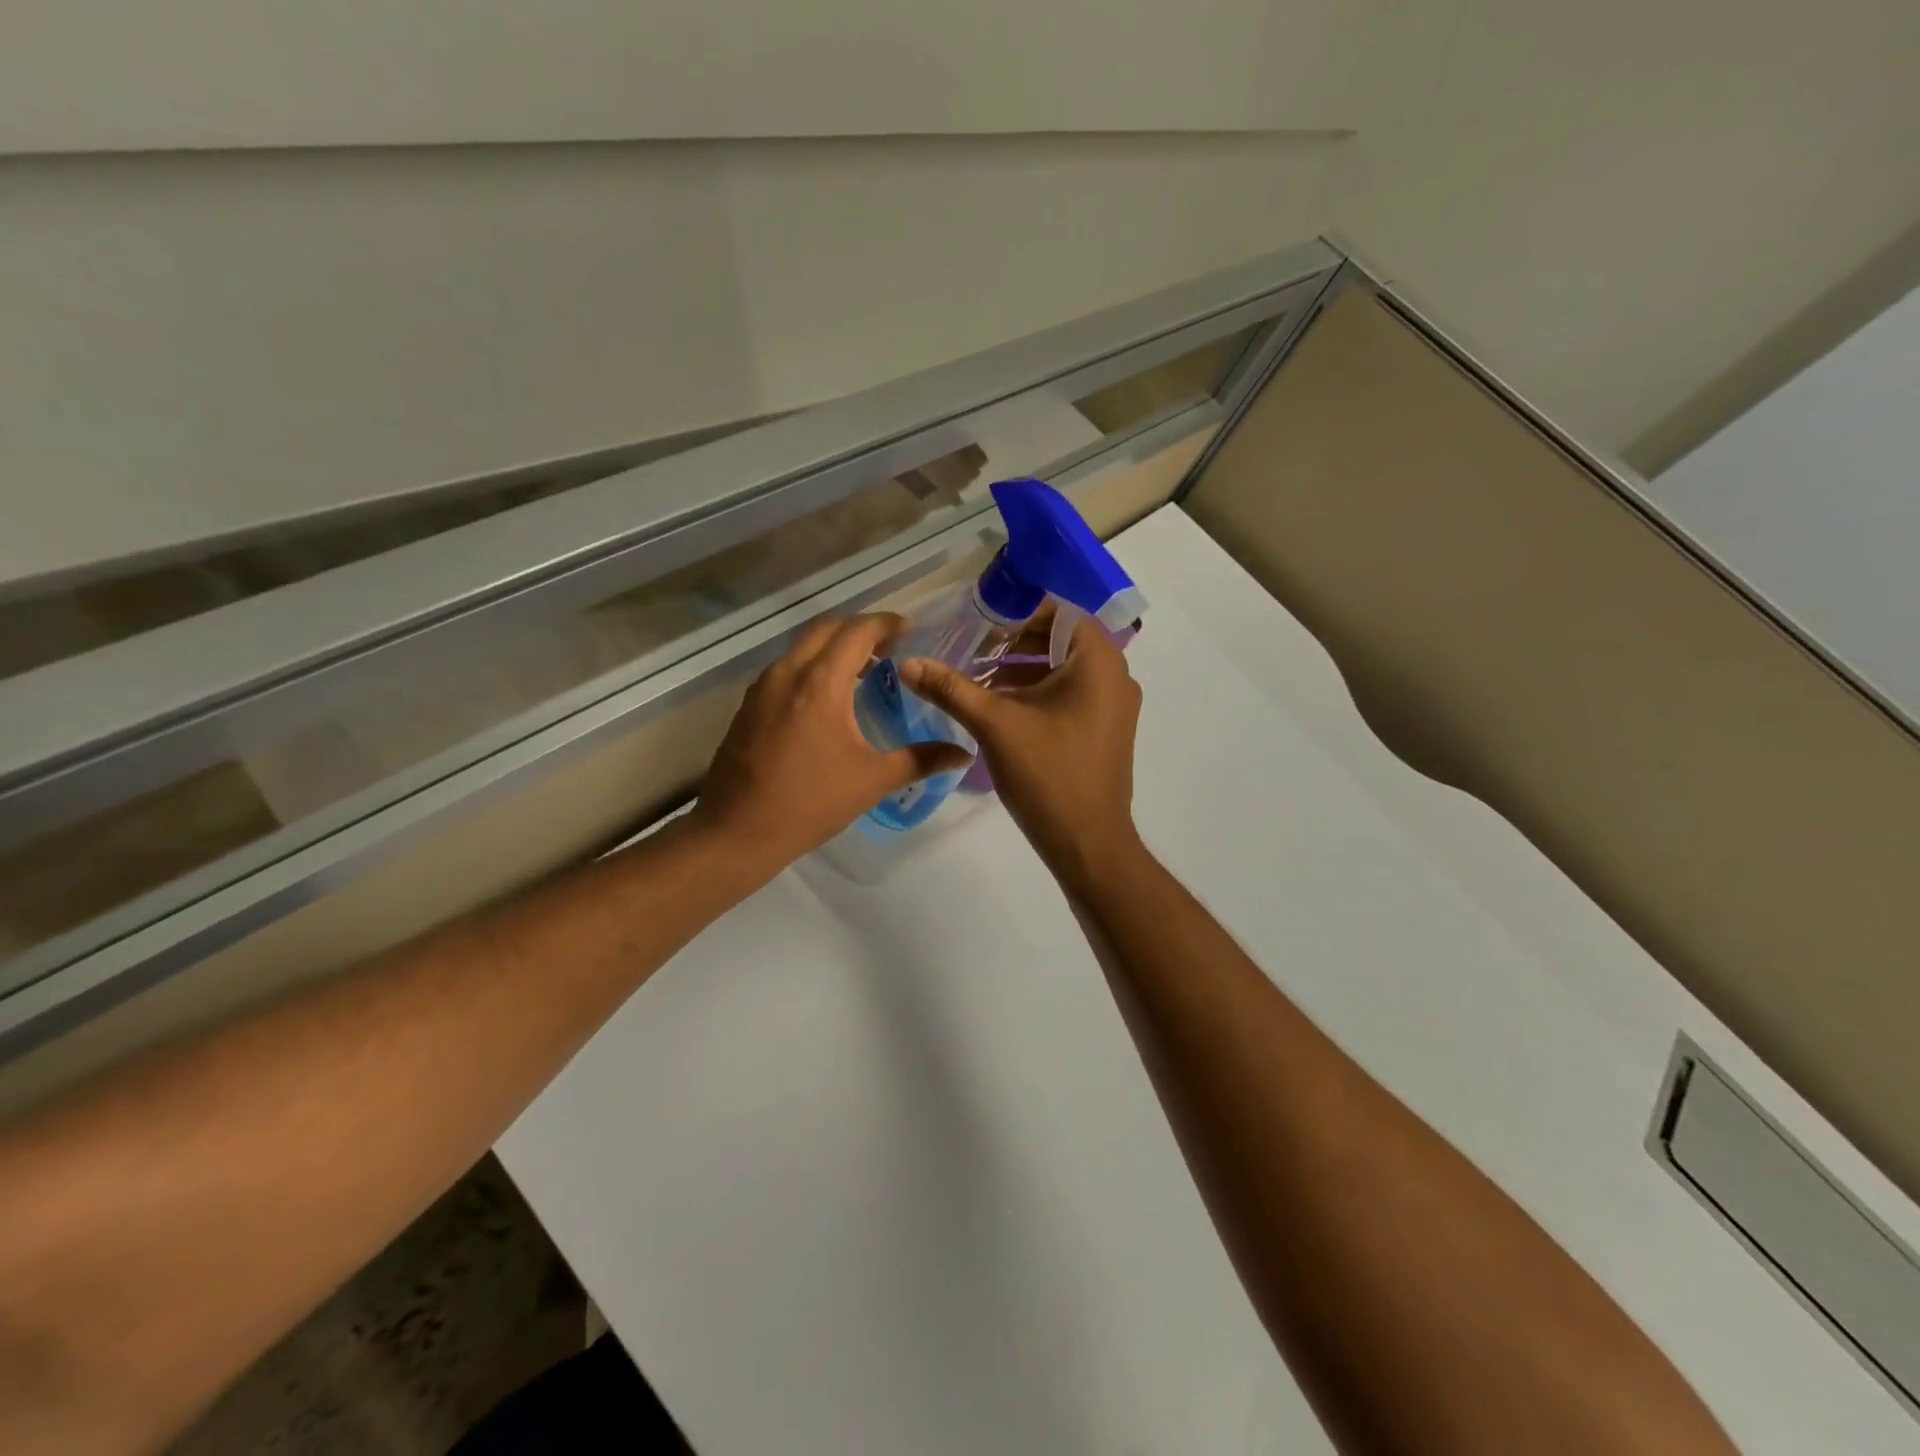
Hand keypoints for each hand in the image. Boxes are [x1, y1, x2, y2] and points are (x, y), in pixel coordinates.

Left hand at [696, 614, 973, 867]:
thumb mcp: (872, 780)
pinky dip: (811, 667)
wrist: (737, 832)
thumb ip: (921, 760)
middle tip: (888, 647)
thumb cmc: (810, 803)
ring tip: (861, 670)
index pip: (857, 631)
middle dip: (859, 629)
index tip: (909, 629)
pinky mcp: (748, 707)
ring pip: (801, 648)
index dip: (886, 624)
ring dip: (833, 647)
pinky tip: (825, 699)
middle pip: (826, 629)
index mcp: (820, 683)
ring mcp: (762, 688)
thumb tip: (964, 754)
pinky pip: (786, 669)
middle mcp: (788, 673)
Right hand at [901, 617, 1143, 887]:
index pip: (1055, 611)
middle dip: (1013, 642)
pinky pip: (1071, 693)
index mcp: (1098, 660)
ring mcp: (1114, 704)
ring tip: (976, 679)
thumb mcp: (994, 725)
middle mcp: (1115, 674)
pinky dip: (1038, 692)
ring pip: (1063, 668)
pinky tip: (1001, 708)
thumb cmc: (1048, 775)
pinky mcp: (1106, 728)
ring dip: (1022, 669)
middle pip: (1058, 638)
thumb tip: (908, 662)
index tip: (974, 621)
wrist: (1089, 843)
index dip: (1013, 612)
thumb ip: (951, 688)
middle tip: (970, 648)